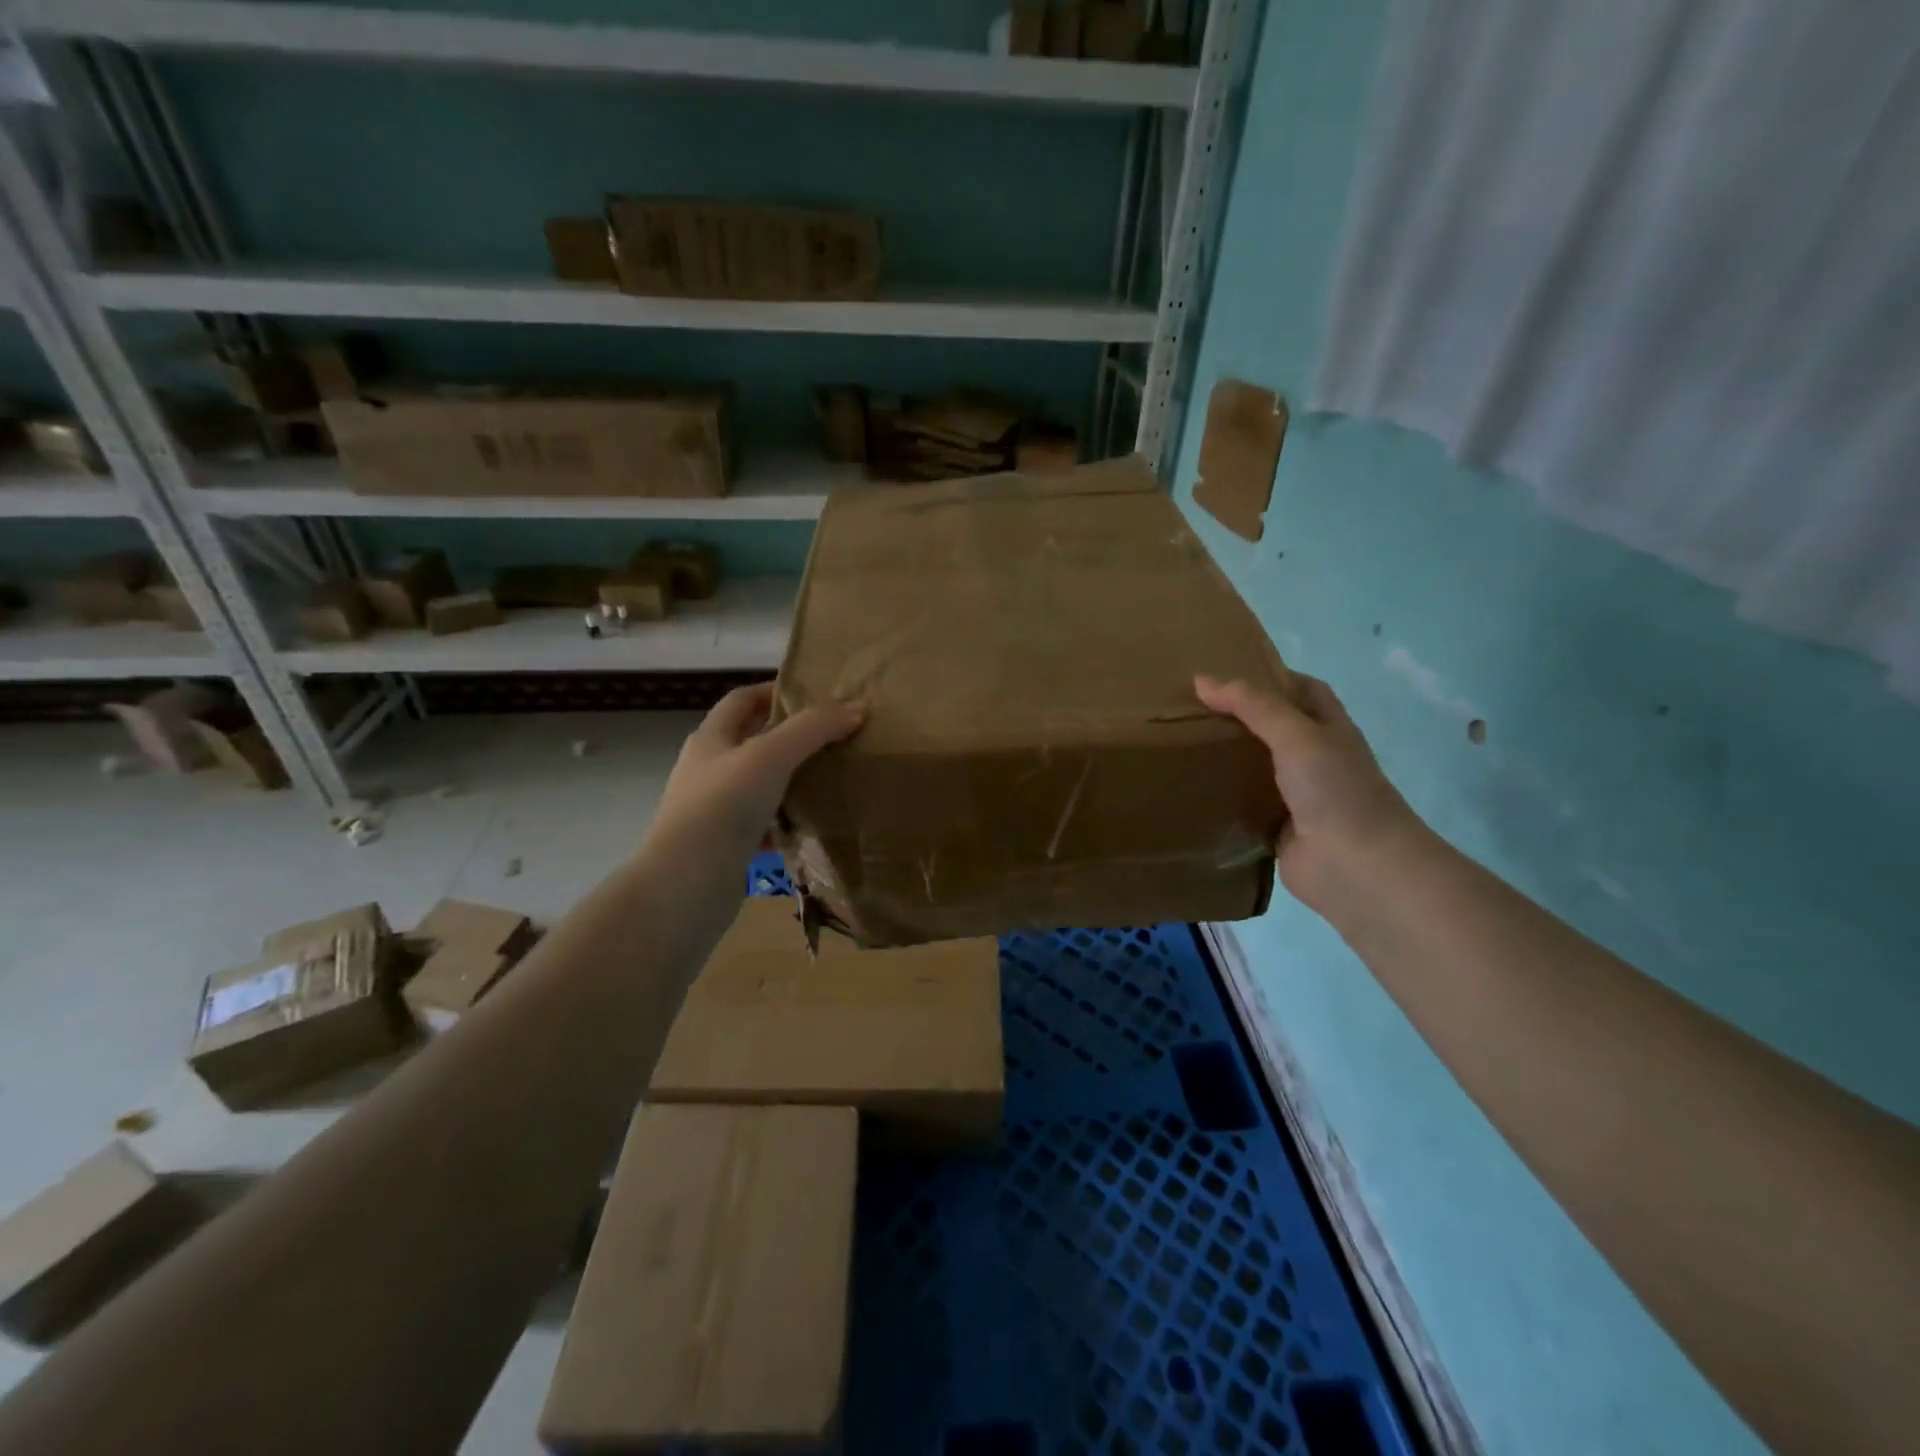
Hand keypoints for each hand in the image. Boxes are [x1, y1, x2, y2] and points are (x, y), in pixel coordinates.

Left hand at [649, 683, 864, 868]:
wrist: (685, 885)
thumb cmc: (723, 806)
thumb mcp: (771, 756)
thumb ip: (813, 729)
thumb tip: (857, 707)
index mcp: (711, 739)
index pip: (742, 700)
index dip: (774, 691)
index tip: (815, 695)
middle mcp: (708, 769)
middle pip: (752, 741)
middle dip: (790, 736)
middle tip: (834, 736)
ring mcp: (714, 809)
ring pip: (760, 785)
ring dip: (790, 780)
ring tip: (831, 777)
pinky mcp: (725, 845)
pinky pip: (762, 825)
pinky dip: (786, 822)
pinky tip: (811, 825)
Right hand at [1195, 673, 1423, 907]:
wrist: (1356, 866)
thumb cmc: (1335, 790)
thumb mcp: (1296, 734)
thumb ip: (1252, 705)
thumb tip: (1201, 680)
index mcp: (1328, 729)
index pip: (1302, 690)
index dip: (1270, 677)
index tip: (1224, 674)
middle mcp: (1314, 759)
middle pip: (1273, 728)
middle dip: (1238, 717)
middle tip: (1189, 708)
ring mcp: (1296, 796)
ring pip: (1255, 767)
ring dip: (1227, 758)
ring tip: (1179, 743)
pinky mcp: (1276, 828)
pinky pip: (1244, 805)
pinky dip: (1222, 798)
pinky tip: (1189, 789)